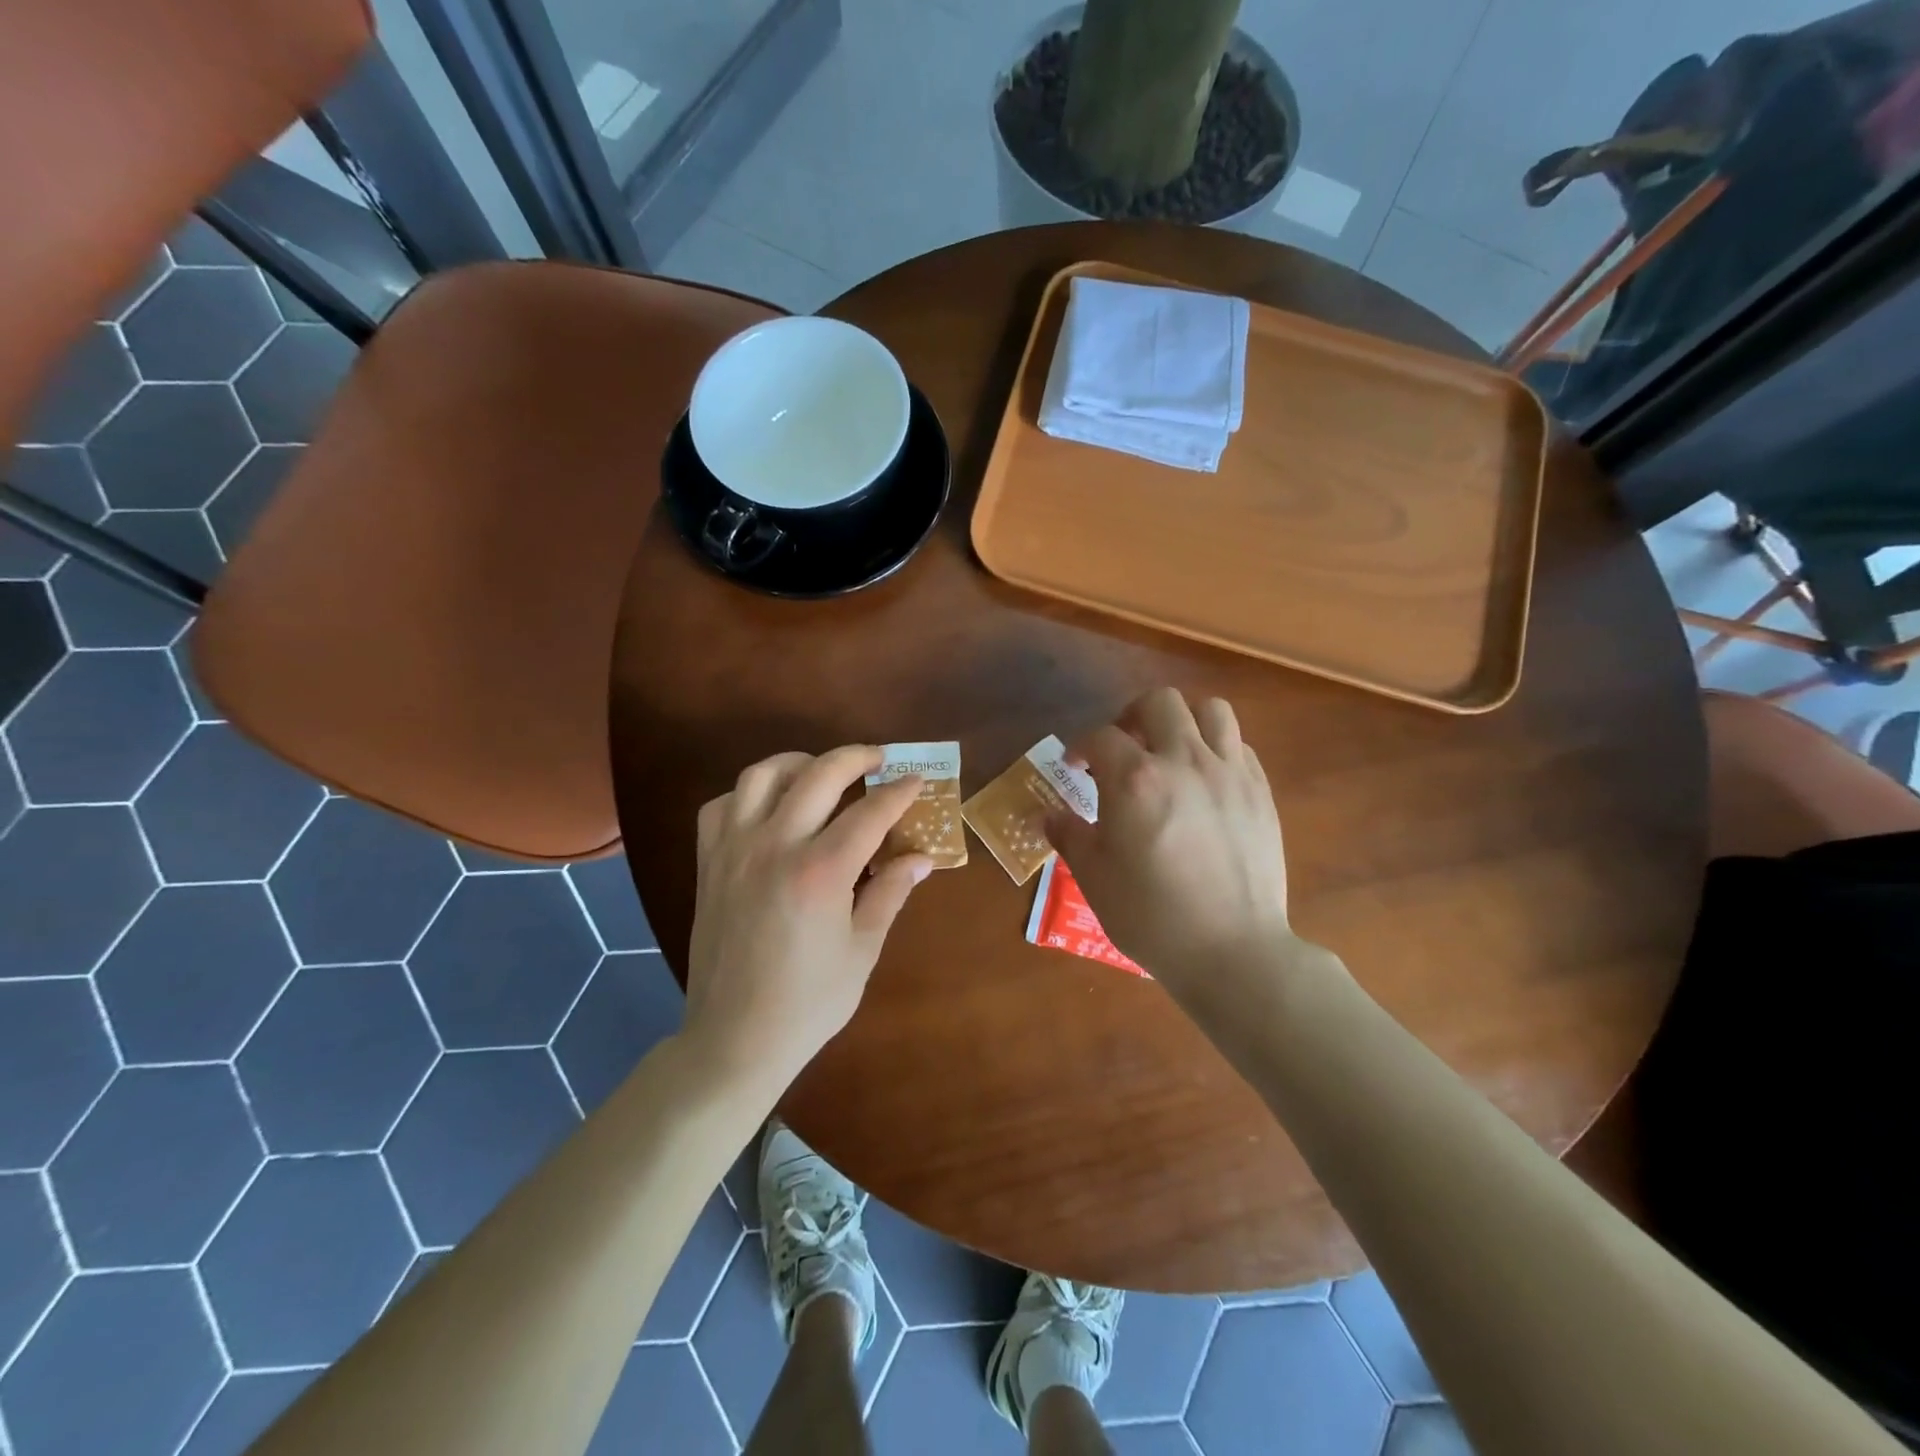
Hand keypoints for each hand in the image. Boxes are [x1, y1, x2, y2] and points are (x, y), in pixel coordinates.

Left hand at [684, 746, 931, 1090]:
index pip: (870, 812)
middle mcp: (774, 846)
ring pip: (762, 775)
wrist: (735, 1038)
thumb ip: (890, 893)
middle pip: (818, 774)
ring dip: (798, 763)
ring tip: (822, 771)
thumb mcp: (862, 950)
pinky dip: (749, 793)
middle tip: (878, 760)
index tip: (918, 779)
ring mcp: (735, 851)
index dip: (899, 792)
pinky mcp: (709, 863)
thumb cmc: (809, 1002)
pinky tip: (770, 807)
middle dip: (855, 757)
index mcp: (820, 872)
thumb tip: (920, 858)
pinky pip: (722, 805)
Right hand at [1044, 688, 1292, 992]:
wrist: (1233, 950)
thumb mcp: (1094, 878)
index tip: (1075, 767)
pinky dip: (1215, 748)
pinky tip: (1204, 779)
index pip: (1101, 737)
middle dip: (1131, 716)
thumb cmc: (1152, 916)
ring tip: (1169, 749)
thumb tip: (1050, 816)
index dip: (1081, 748)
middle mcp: (1183, 761)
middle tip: (1123, 747)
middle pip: (1158, 703)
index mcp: (1135, 780)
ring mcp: (1228, 773)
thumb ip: (1070, 836)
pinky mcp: (1260, 792)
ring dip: (1182, 721)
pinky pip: (1238, 745)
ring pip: (1210, 710)